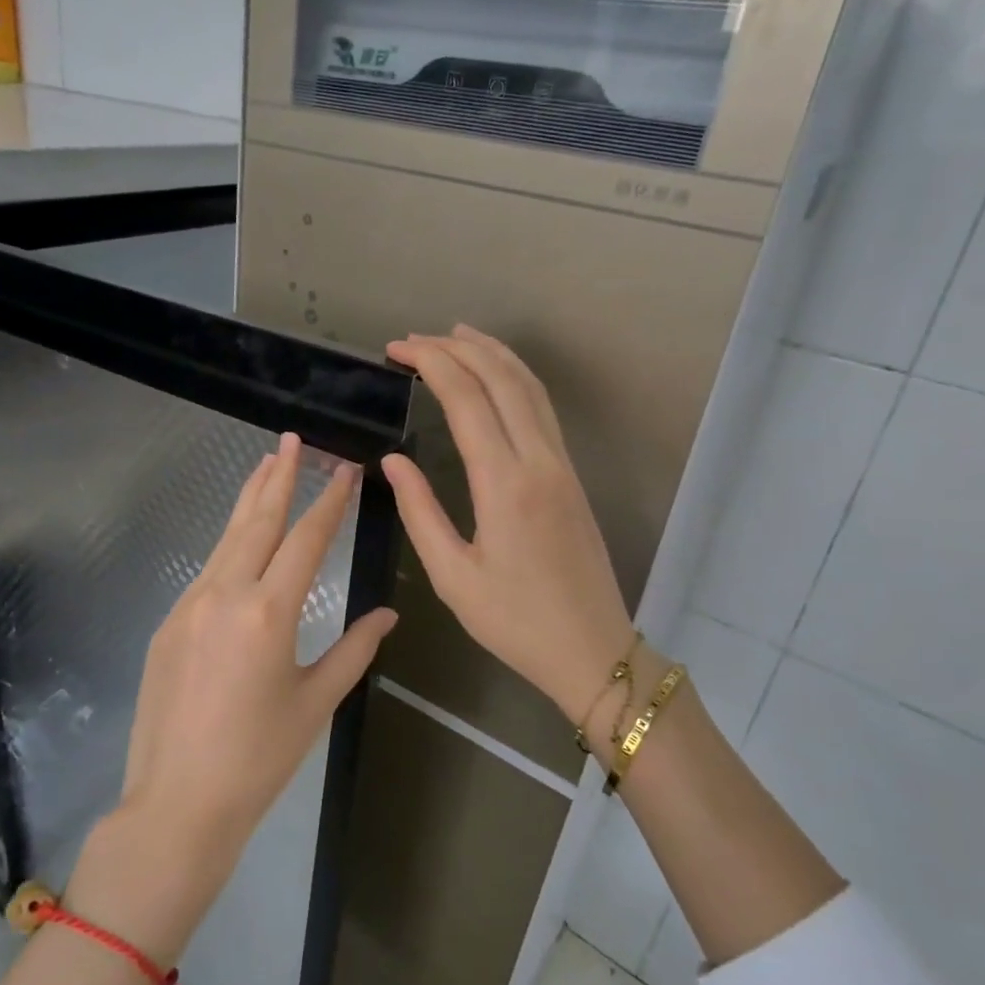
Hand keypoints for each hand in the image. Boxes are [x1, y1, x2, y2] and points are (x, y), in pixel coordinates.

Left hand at [120, 432, 398, 857]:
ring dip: (248, 501)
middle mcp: (225, 595)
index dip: (329, 503)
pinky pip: (206, 571)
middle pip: (257, 522)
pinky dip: (229, 545)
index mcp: (268, 613)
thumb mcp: (316, 703)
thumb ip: (354, 651)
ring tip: (264, 466)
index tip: (344, 471)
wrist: (177, 804)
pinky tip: (239, 540)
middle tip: (292, 441)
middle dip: (278, 477)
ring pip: (226, 539)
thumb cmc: (259, 759)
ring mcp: (189, 605)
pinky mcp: (168, 623)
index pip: (305, 540)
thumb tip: (388, 615)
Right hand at [382, 327, 642, 720]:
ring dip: (492, 353)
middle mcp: (538, 460)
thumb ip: (420, 511)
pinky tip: (497, 376)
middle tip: (414, 339)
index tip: (396, 350)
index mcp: (505, 484)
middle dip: (456, 348)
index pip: (467, 399)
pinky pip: (542, 408)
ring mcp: (561, 464)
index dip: (431, 364)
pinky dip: (515, 377)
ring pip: (529, 387)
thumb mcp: (452, 576)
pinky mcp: (570, 474)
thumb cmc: (514, 621)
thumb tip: (393, 461)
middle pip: (501, 379)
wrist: (592, 649)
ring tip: (455, 335)